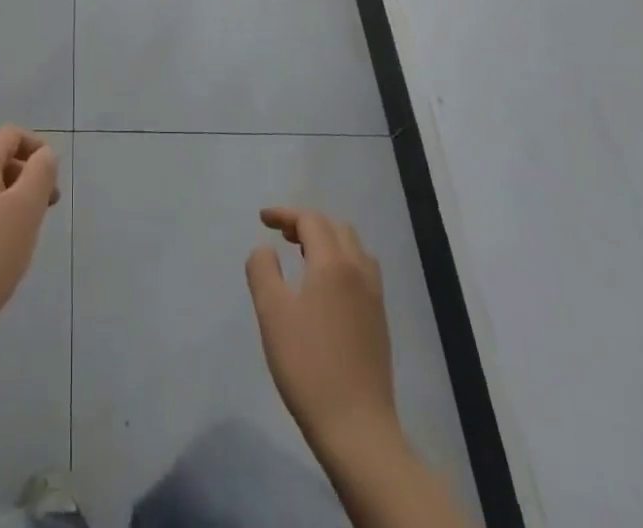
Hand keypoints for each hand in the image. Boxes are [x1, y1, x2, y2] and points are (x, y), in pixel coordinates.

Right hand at [246, 208, 398, 457]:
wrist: (357, 429)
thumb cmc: (308, 366)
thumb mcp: (272, 313)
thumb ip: (263, 270)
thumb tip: (266, 250)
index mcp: (334, 264)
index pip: (311, 220)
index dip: (285, 214)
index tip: (262, 219)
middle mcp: (359, 272)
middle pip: (336, 228)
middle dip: (307, 224)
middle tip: (282, 235)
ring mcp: (374, 298)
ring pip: (353, 249)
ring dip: (327, 241)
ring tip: (303, 256)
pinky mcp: (379, 322)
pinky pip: (362, 272)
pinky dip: (341, 262)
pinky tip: (325, 288)